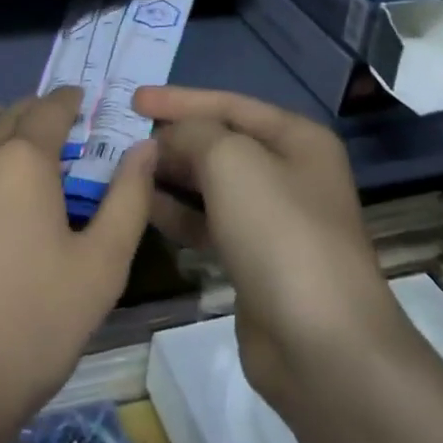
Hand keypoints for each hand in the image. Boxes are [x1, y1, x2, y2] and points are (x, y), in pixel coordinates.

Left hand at [0, 86, 154, 442]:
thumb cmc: (30, 331)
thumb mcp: (101, 270)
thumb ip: (128, 200)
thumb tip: (145, 147)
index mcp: (22, 162)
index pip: (49, 110)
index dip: (67, 102)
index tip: (77, 101)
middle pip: (5, 115)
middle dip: (31, 113)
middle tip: (48, 129)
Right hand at [134, 86, 405, 418]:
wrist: (320, 343)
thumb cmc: (279, 232)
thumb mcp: (231, 160)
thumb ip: (192, 134)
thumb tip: (168, 141)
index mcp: (297, 139)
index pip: (230, 104)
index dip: (180, 99)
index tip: (133, 100)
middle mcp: (289, 173)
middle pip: (221, 142)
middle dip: (174, 137)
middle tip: (122, 136)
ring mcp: (274, 220)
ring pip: (211, 185)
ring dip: (170, 175)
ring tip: (123, 169)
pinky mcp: (255, 260)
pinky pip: (208, 223)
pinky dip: (177, 213)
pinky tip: (143, 208)